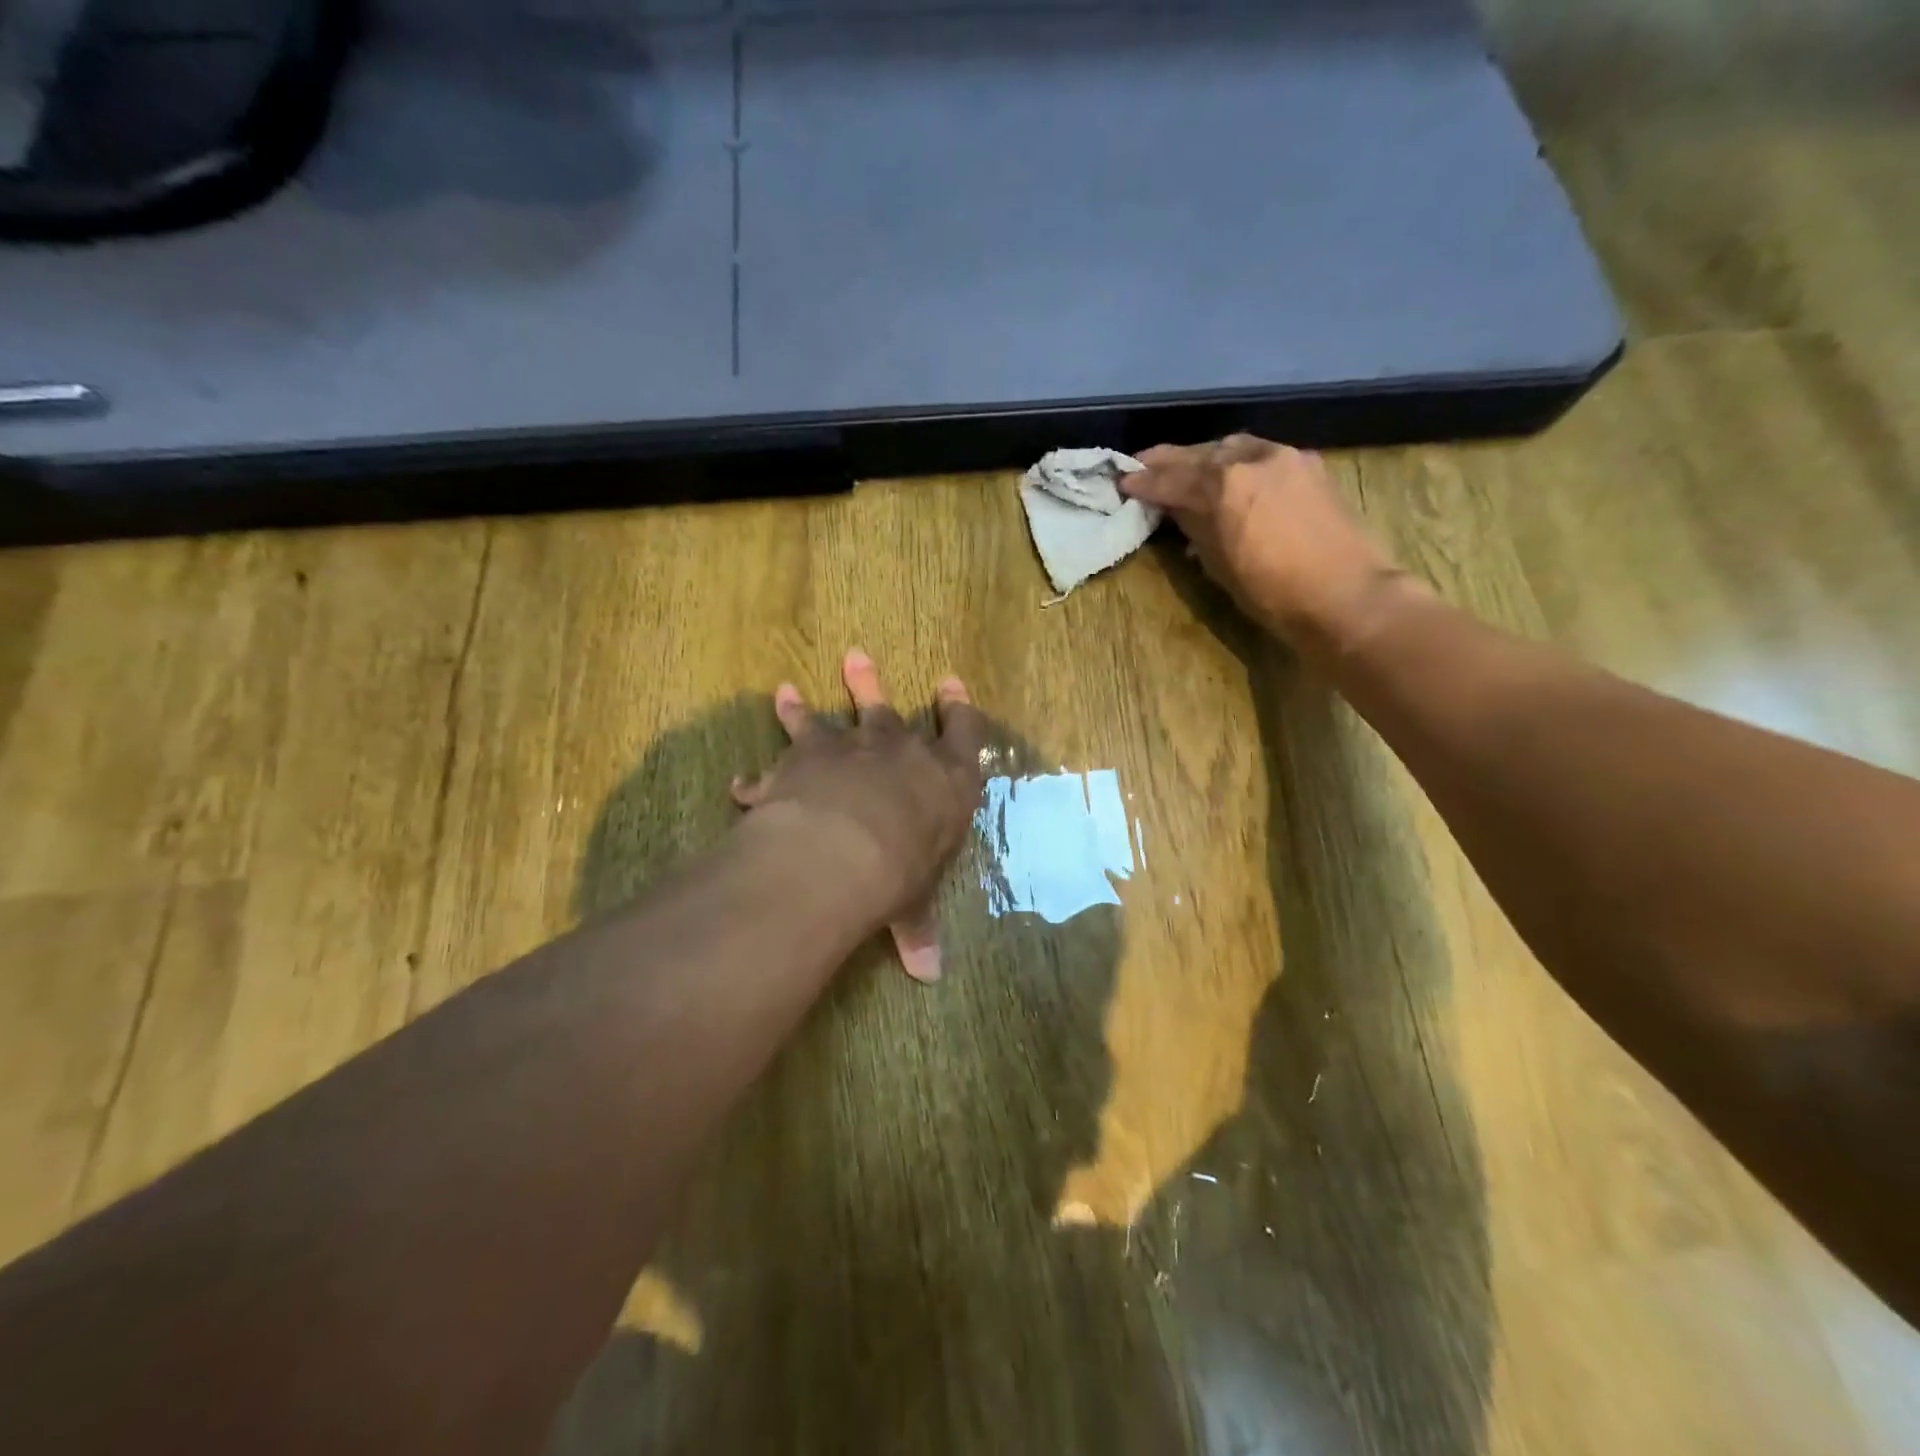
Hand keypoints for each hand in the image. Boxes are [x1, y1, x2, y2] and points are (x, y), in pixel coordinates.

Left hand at [731, 649, 986, 982]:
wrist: (846, 848)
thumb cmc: (902, 870)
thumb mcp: (914, 904)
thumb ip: (917, 930)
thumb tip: (928, 974)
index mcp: (944, 778)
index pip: (964, 733)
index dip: (959, 709)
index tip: (951, 684)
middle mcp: (896, 752)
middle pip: (887, 709)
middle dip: (871, 685)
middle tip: (856, 657)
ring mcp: (847, 748)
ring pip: (826, 718)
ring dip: (804, 707)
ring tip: (786, 690)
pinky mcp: (801, 759)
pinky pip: (776, 760)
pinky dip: (758, 776)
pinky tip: (740, 782)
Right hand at [1121, 435, 1409, 656]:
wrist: (1346, 596)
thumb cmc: (1273, 592)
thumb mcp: (1219, 564)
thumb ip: (1194, 526)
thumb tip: (1176, 510)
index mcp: (1225, 484)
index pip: (1172, 478)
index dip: (1144, 482)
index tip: (1123, 482)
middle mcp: (1253, 458)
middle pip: (1201, 453)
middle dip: (1170, 461)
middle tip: (1144, 466)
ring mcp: (1286, 457)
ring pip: (1233, 446)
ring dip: (1205, 456)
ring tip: (1185, 468)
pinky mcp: (1309, 466)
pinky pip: (1261, 454)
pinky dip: (1237, 460)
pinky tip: (1230, 474)